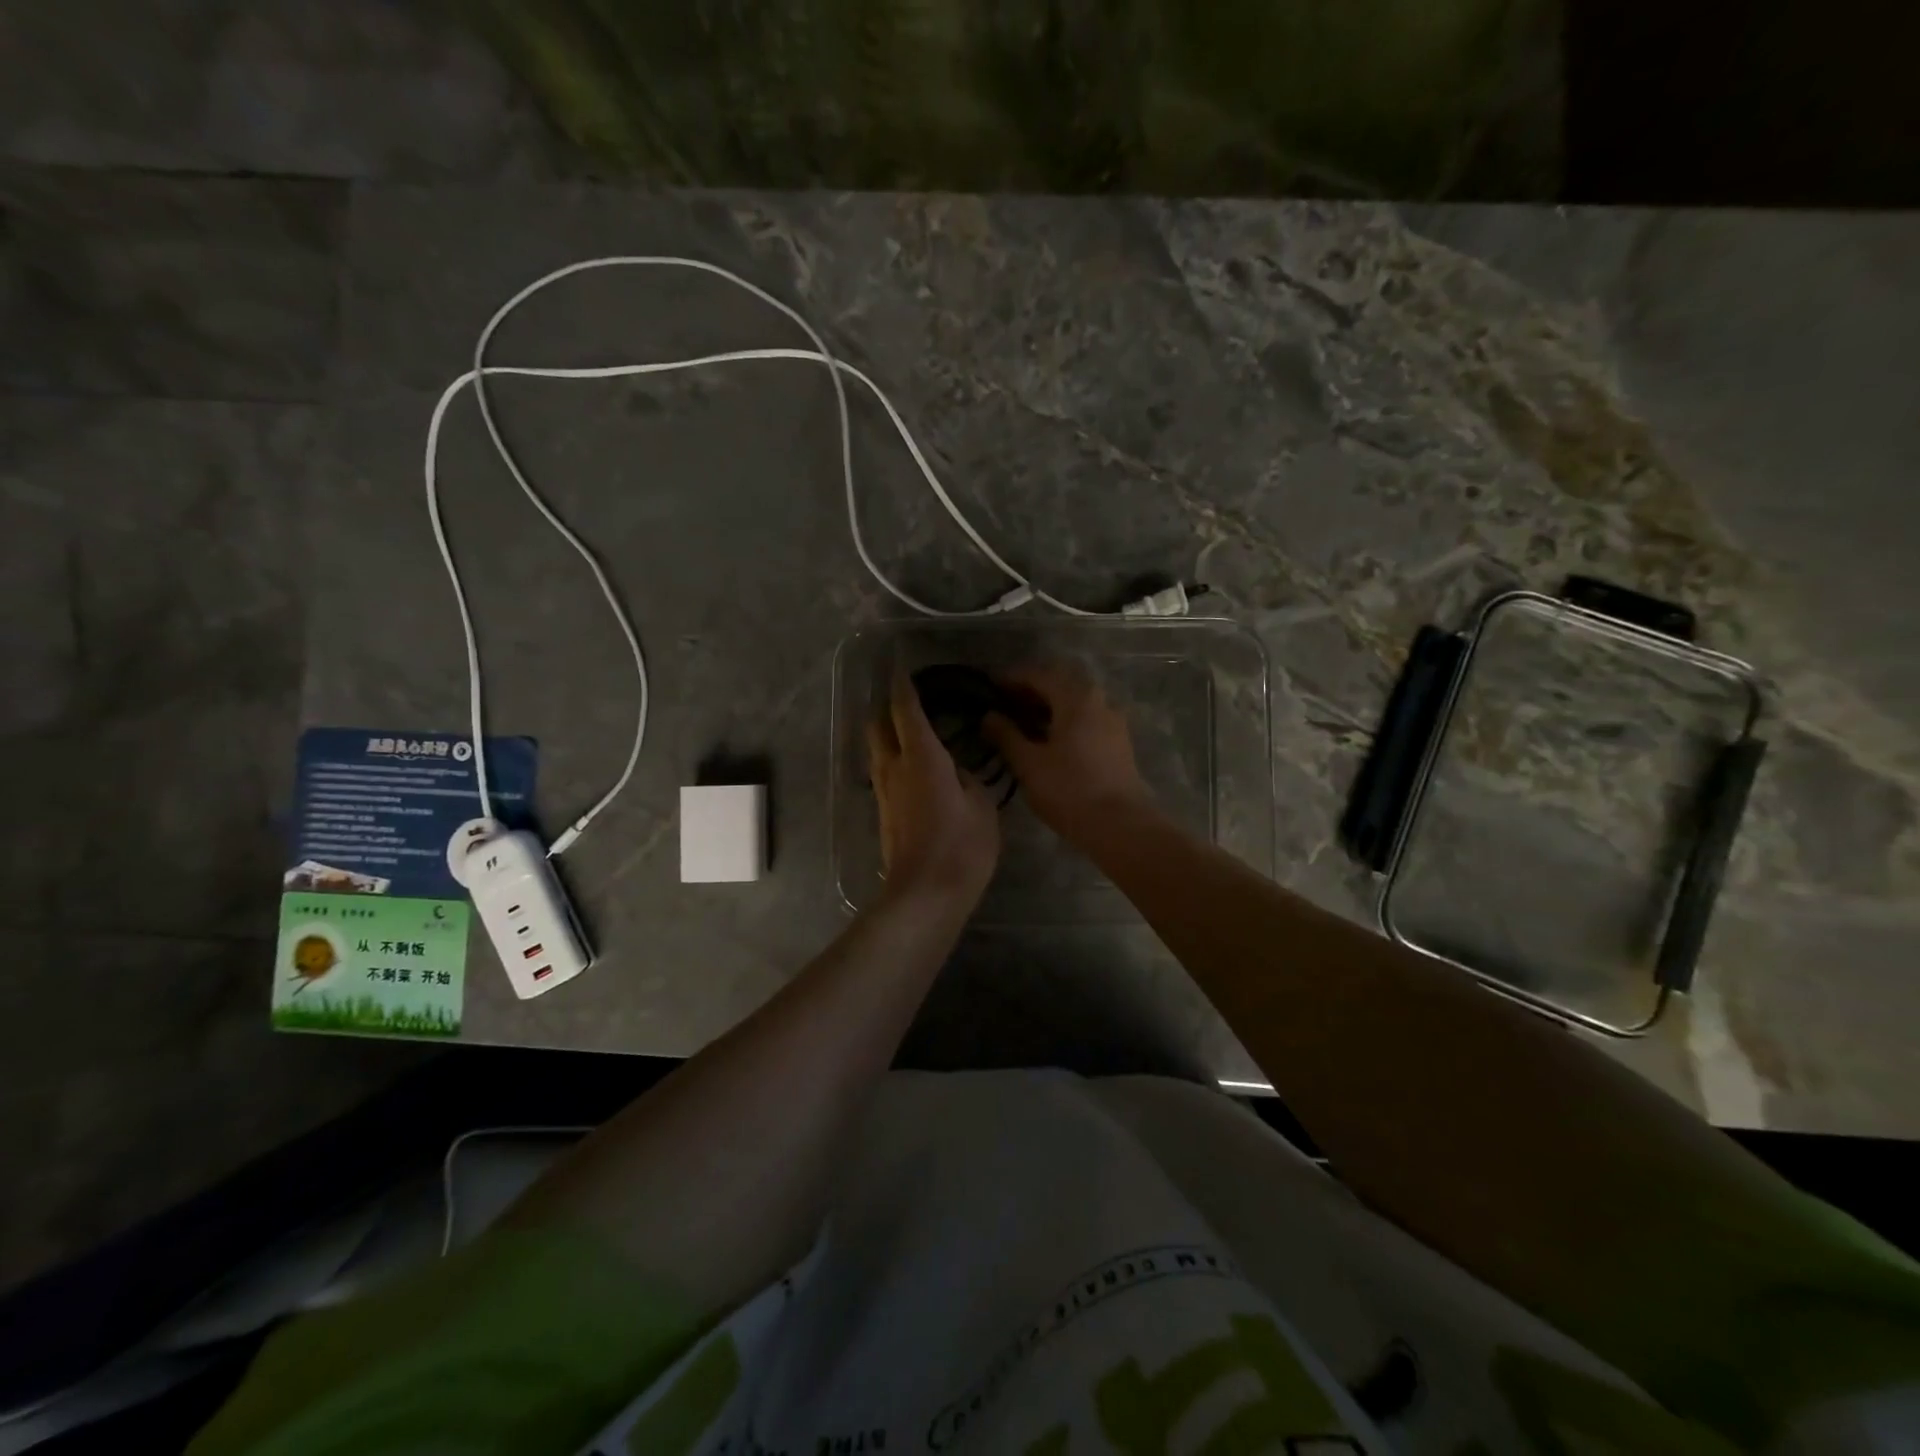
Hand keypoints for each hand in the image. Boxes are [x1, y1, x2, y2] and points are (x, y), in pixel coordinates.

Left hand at [867, 669, 1000, 904]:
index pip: (905, 709)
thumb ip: (968, 778)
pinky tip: (913, 769)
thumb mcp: (981, 806)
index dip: (902, 686)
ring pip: (877, 750)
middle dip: (887, 707)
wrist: (925, 895)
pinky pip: (883, 773)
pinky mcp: (883, 814)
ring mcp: (884, 792)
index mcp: (921, 757)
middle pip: (878, 725)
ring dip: (888, 735)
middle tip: (908, 700)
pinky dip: (893, 760)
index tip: (901, 668)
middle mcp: (894, 767)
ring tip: (910, 732)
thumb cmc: (961, 846)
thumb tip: (954, 770)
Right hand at [980, 663, 1154, 843]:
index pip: (1038, 675)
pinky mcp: (1118, 742)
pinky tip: (1048, 740)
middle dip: (1031, 691)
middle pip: (1060, 685)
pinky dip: (1064, 721)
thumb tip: (988, 716)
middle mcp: (1099, 700)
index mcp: (1076, 698)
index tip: (988, 686)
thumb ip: (1006, 735)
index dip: (1011, 679)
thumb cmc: (1069, 789)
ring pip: (1075, 703)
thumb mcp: (1028, 763)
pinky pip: (1086, 719)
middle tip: (1004, 704)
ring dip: (1048, 707)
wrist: (1119, 825)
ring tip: (1022, 723)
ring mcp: (1113, 721)